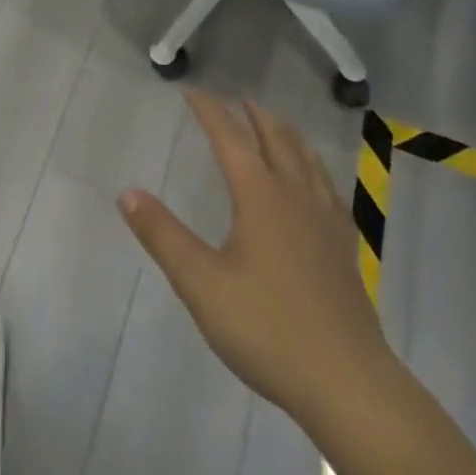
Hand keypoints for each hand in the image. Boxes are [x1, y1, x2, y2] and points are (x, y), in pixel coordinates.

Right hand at [118, 92, 387, 419]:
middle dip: (254, 115)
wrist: (348, 383)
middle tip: (237, 100)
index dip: (210, 111)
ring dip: (287, 134)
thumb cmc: (268, 329)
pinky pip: (329, 188)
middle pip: (276, 139)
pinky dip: (315, 168)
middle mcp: (295, 196)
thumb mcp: (202, 285)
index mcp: (260, 195)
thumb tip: (127, 192)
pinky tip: (316, 183)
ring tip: (275, 125)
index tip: (192, 91)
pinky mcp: (345, 247)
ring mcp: (326, 221)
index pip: (230, 138)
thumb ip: (163, 236)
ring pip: (307, 159)